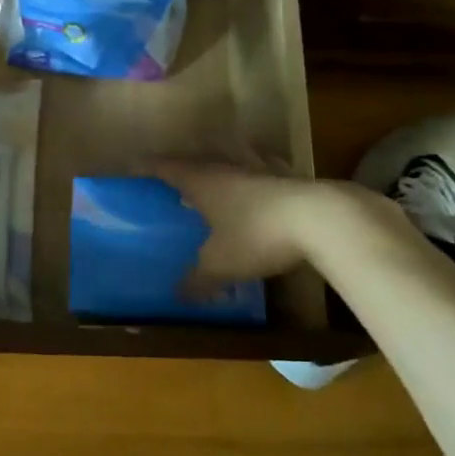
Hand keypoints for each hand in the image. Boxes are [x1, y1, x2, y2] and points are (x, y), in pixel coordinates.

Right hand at [156, 162, 395, 279]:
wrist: (321, 220)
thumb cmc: (257, 235)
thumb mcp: (221, 265)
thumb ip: (198, 280)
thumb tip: (178, 296)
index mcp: (203, 181)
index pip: (166, 167)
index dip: (148, 167)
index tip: (133, 167)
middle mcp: (228, 167)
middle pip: (199, 160)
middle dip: (185, 168)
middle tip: (175, 181)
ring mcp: (261, 168)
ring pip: (234, 159)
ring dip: (223, 165)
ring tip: (218, 176)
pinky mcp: (290, 177)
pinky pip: (266, 170)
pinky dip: (259, 174)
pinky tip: (263, 184)